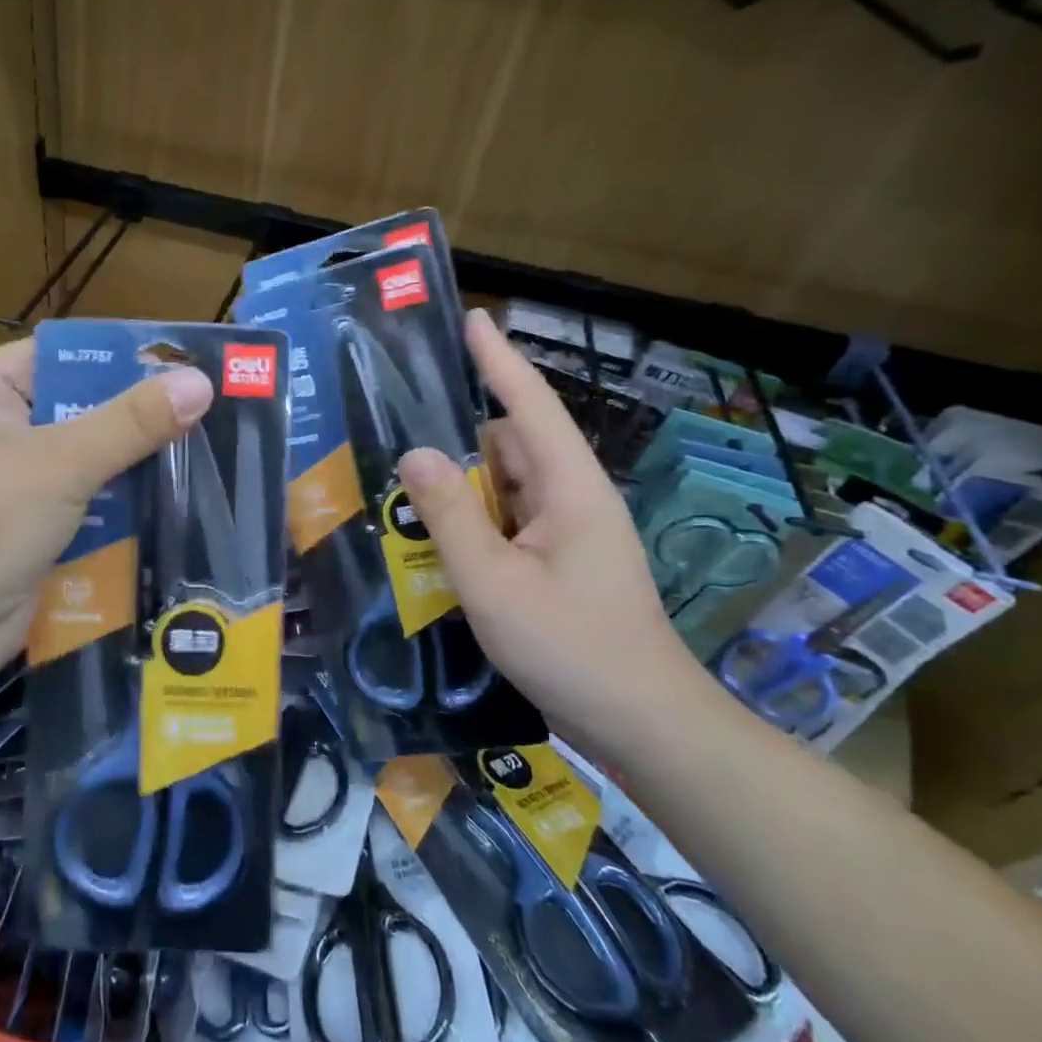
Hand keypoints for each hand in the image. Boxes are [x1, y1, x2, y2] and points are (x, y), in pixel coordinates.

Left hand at [0, 339, 212, 687]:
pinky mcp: (23, 533)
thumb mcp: (60, 464)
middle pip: (75, 413)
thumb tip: (199, 382)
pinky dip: (116, 511)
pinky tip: (170, 506)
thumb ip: (131, 424)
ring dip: (131, 469)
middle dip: (133, 422)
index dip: (117, 359)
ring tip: (201, 456)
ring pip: (83, 465)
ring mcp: (5, 488)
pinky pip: (80, 508)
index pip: (57, 358)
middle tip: (203, 414)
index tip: (179, 364)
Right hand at [396, 309, 713, 753]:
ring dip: (463, 487)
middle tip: (399, 439)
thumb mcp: (493, 583)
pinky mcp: (560, 562)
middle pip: (510, 446)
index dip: (499, 360)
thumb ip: (451, 516)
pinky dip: (474, 520)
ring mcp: (569, 533)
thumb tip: (415, 453)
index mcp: (570, 488)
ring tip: (406, 493)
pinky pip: (509, 521)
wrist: (642, 723)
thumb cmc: (571, 648)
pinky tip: (437, 540)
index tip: (473, 318)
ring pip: (507, 486)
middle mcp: (573, 499)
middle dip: (460, 438)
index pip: (529, 406)